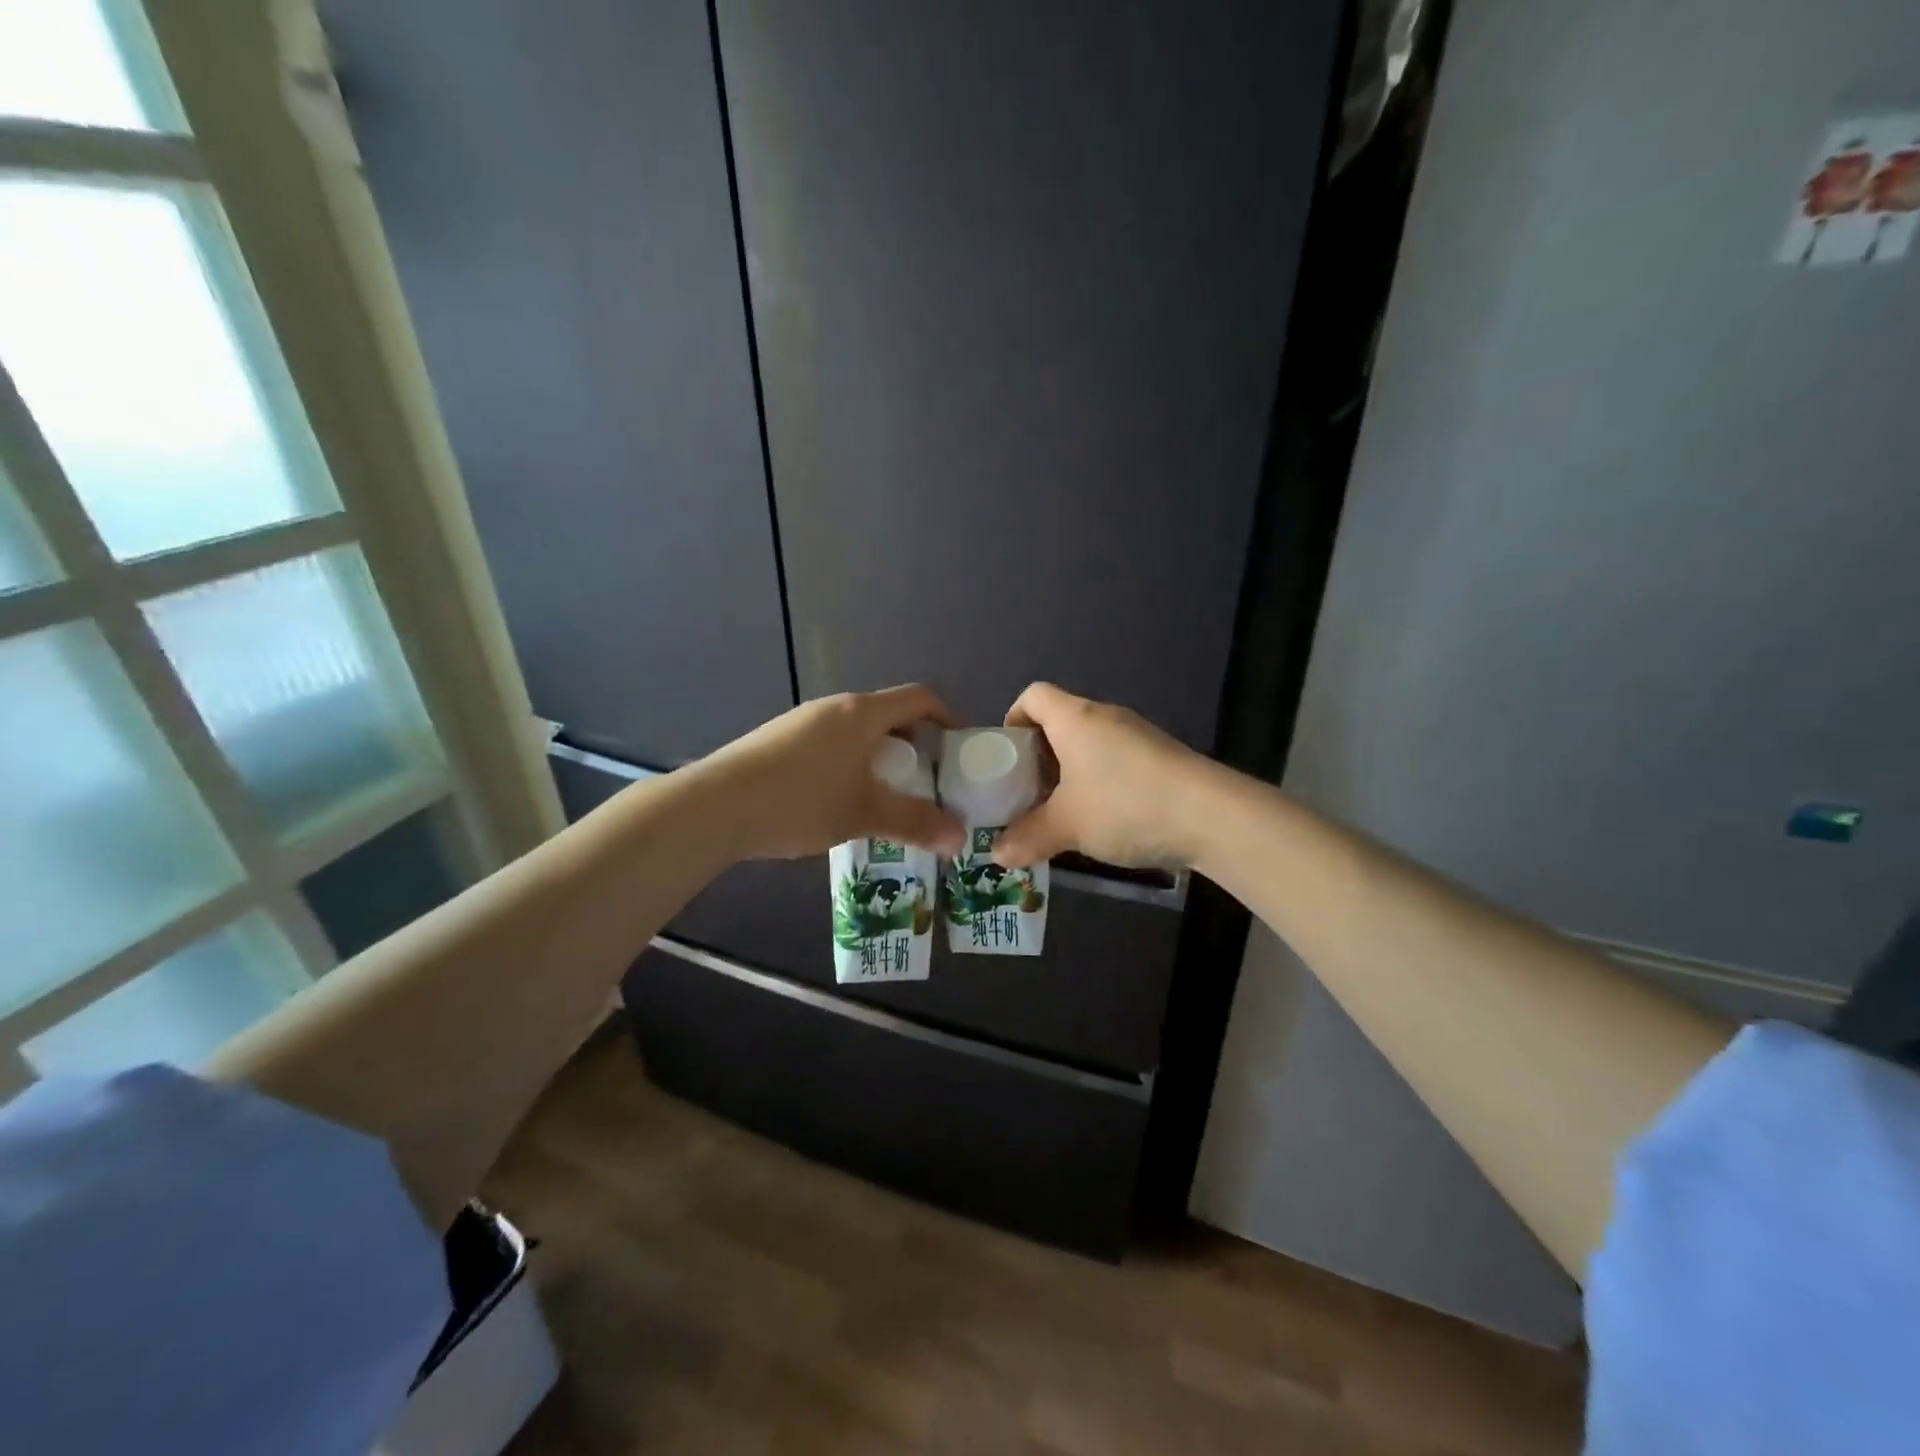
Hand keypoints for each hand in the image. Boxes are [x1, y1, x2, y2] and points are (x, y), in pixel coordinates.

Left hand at [699, 685, 965, 860]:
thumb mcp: (864, 814)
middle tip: (923, 782)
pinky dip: (848, 764)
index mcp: (862, 713)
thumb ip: (915, 823)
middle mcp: (833, 707)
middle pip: (887, 715)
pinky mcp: (777, 741)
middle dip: (913, 745)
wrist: (715, 806)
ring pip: (855, 732)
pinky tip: (836, 803)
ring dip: (878, 757)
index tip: (958, 749)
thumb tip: (960, 840)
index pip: (918, 697)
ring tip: (882, 797)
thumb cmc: (801, 801)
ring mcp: (800, 722)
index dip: (946, 716)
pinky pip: (828, 744)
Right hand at [991, 682, 1208, 869]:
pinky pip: (1113, 759)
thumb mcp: (1067, 826)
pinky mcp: (1159, 756)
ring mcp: (1136, 735)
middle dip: (1037, 757)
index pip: (1032, 695)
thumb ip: (1027, 837)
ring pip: (1087, 744)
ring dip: (1068, 773)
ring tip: (1060, 812)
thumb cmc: (1124, 805)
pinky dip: (1097, 781)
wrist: (1210, 816)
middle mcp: (1104, 716)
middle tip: (1026, 794)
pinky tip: (1101, 818)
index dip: (1013, 719)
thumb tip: (997, 855)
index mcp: (1074, 718)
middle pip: (1058, 722)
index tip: (1006, 758)